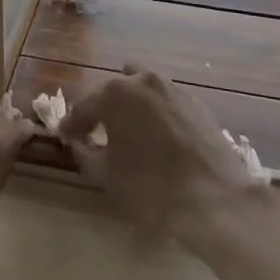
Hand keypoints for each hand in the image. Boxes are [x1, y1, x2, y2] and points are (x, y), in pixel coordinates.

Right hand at [57, 66, 263, 250]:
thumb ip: (84, 152)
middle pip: (113, 93)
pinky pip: (165, 102)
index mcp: (115, 93)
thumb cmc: (151, 187)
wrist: (214, 198)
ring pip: (142, 91)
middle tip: (94, 135)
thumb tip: (78, 142)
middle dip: (101, 112)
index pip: (83, 107)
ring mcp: (173, 88)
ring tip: (127, 133)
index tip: (64, 138)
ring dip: (130, 107)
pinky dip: (155, 114)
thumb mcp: (105, 174)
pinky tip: (156, 138)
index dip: (72, 125)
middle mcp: (143, 80)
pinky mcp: (197, 102)